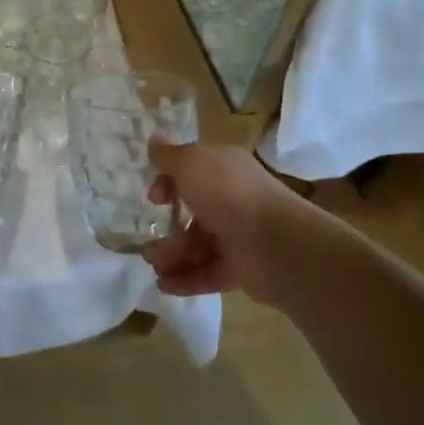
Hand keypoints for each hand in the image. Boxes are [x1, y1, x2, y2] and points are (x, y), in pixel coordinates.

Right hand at [142, 142, 311, 303]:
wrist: (276, 244)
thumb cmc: (228, 194)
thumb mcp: (190, 163)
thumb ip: (168, 156)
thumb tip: (153, 139)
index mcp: (225, 169)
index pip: (193, 172)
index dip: (169, 183)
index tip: (154, 197)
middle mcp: (233, 199)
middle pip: (193, 212)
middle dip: (167, 227)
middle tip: (148, 241)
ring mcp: (239, 235)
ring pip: (198, 244)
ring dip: (172, 255)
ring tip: (154, 267)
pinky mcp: (242, 268)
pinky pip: (208, 272)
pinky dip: (186, 279)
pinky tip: (164, 285)